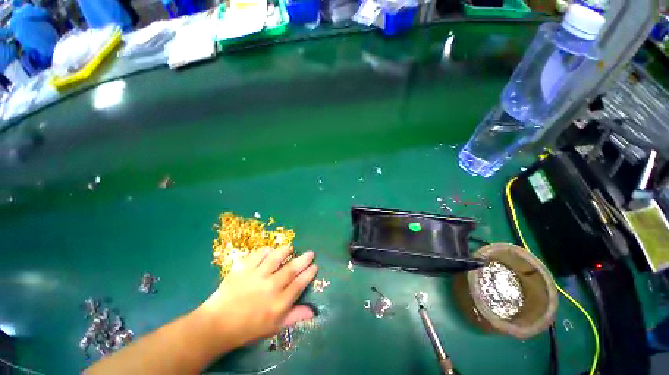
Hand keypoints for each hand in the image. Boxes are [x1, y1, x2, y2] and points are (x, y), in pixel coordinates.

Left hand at [200, 246, 317, 347]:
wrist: (217, 325)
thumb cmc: (248, 329)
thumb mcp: (274, 327)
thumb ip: (294, 317)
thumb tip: (313, 311)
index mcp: (279, 303)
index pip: (299, 284)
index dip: (309, 273)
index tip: (315, 266)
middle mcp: (270, 287)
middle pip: (291, 269)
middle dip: (303, 259)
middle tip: (310, 253)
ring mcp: (256, 276)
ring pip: (276, 258)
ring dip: (285, 251)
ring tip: (291, 248)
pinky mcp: (243, 269)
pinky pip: (257, 255)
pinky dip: (265, 251)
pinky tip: (269, 251)